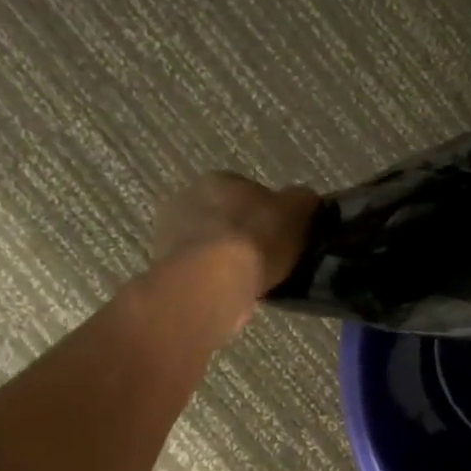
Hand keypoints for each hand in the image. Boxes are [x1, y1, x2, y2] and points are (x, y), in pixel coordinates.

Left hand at [153, 173, 318, 298]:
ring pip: (211, 244)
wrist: (211, 283)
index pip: (250, 191)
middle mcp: (187, 198)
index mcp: (219, 179)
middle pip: (227, 216)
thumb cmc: (256, 239)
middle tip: (269, 258)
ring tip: (253, 280)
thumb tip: (304, 200)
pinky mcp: (166, 268)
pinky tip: (234, 292)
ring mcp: (170, 234)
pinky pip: (200, 270)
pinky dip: (215, 279)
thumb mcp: (297, 212)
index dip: (270, 213)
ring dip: (228, 257)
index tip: (283, 235)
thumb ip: (303, 201)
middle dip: (245, 233)